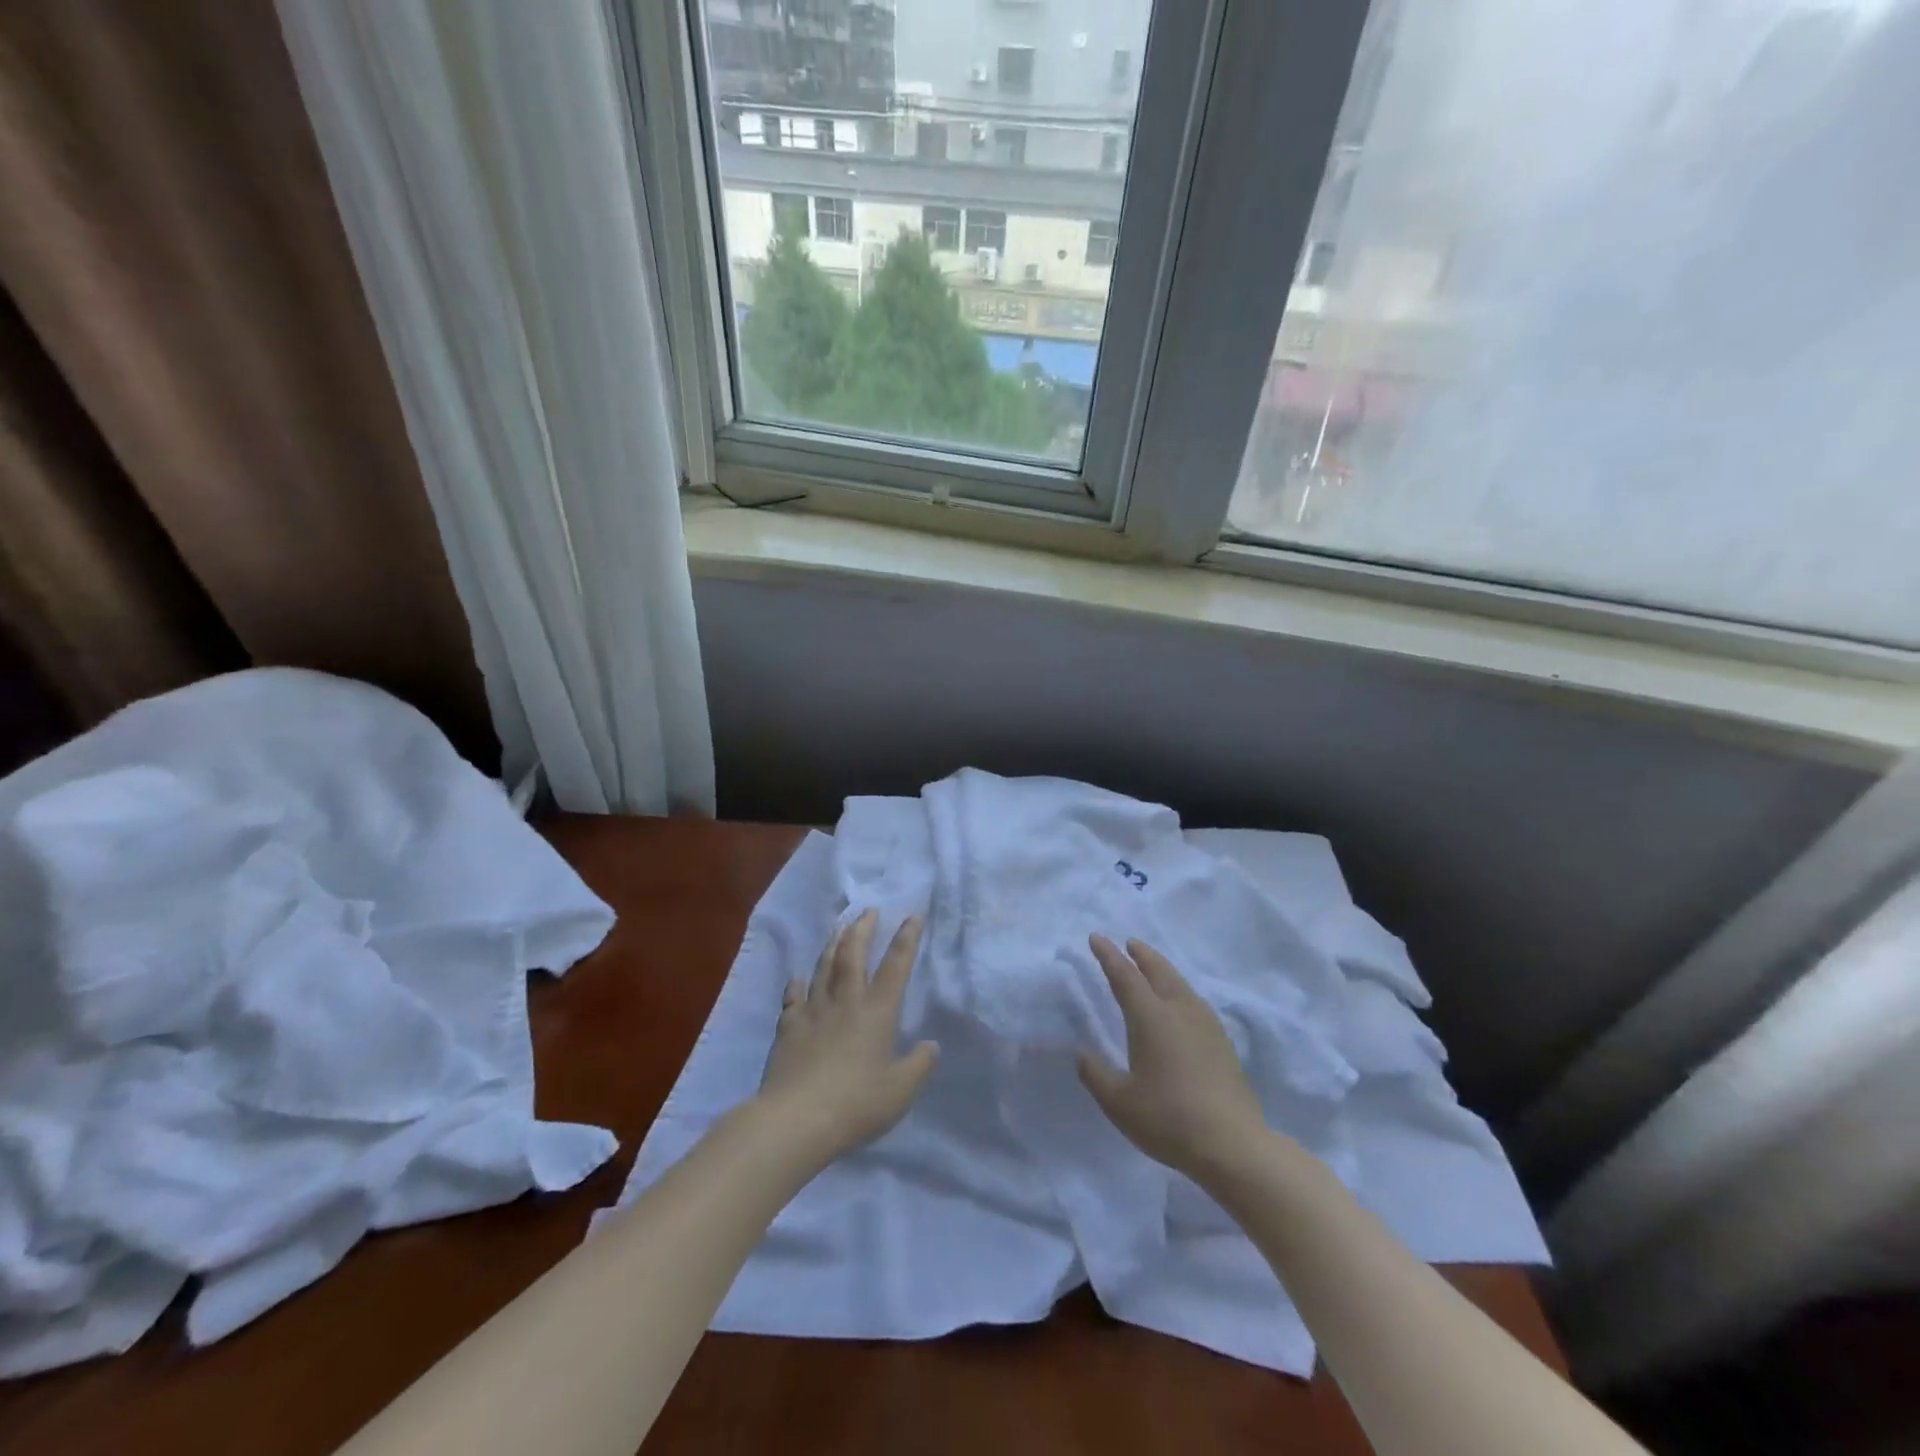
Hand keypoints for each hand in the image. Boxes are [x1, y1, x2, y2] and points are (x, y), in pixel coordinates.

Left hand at [756, 909, 938, 1167]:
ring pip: (824, 966)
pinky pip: (793, 997)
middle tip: (868, 912)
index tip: (912, 916)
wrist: (796, 1119)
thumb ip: (919, 1066)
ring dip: (833, 944)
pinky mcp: (788, 1026)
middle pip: (854, 954)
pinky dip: (797, 984)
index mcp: (877, 1011)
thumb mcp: (900, 1091)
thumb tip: (931, 1045)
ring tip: (840, 929)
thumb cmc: (856, 1104)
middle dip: (863, 929)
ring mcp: (813, 1010)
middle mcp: (846, 1001)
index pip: (896, 966)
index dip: (906, 939)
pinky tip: (797, 978)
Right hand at [1077, 936, 1269, 1182]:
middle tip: (1130, 942)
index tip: (1096, 938)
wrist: (1233, 1145)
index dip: (1108, 956)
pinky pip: (1194, 1000)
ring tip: (1153, 967)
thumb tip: (1083, 1053)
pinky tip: (1181, 1004)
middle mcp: (1179, 1011)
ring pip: (1180, 984)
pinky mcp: (1222, 1042)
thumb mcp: (1119, 1102)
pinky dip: (1180, 989)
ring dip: (1163, 969)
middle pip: (1159, 971)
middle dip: (1142, 954)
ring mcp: (1205, 1025)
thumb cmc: (1168, 1118)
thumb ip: (1096, 1074)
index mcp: (1150, 1017)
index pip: (1124, 976)